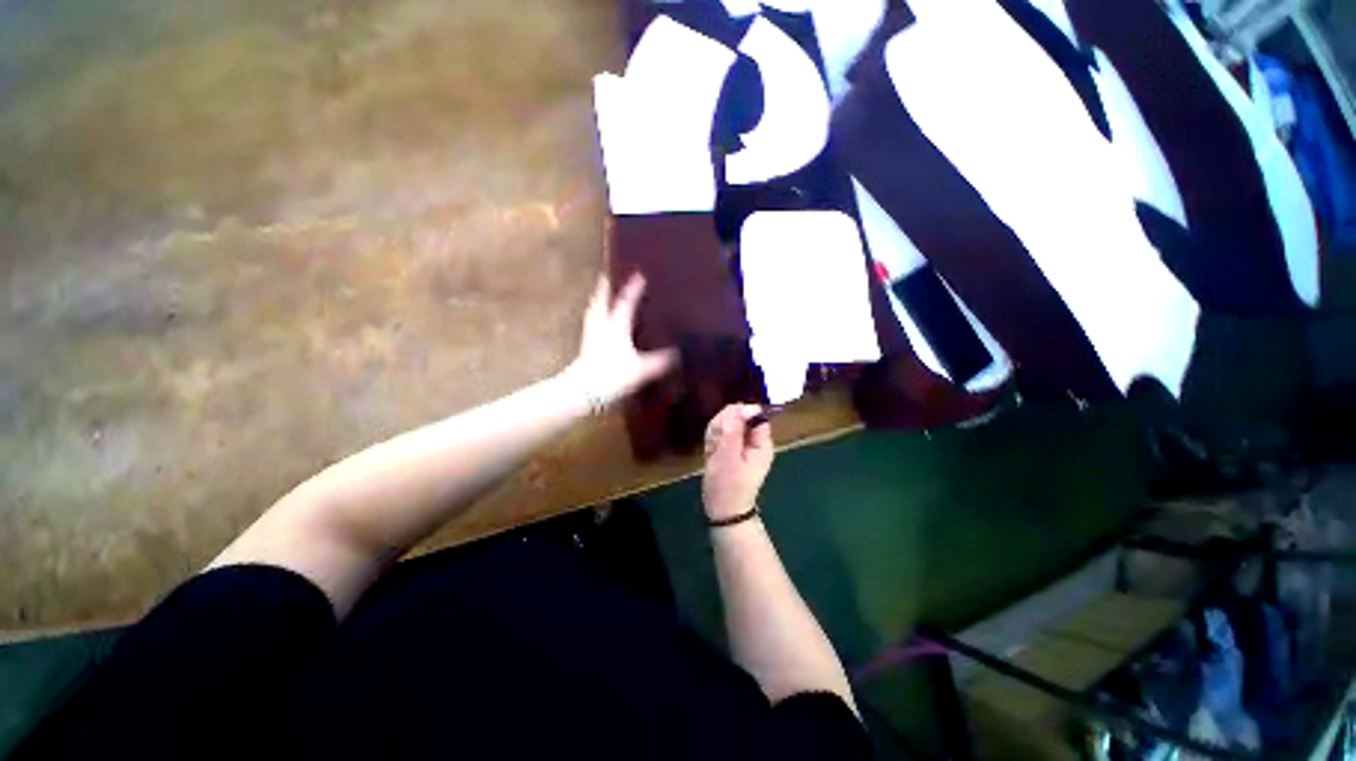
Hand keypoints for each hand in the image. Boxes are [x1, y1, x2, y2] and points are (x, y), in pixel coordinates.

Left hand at [563, 274, 677, 408]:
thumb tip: (676, 354)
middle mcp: (601, 325)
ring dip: (598, 301)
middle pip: (602, 301)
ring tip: (602, 295)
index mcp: (616, 325)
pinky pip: (592, 324)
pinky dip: (596, 318)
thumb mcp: (641, 369)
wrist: (582, 391)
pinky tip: (600, 325)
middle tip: (609, 277)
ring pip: (594, 312)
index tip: (639, 275)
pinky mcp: (586, 348)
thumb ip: (659, 361)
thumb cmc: (612, 375)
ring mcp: (591, 336)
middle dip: (606, 288)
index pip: (625, 301)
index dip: (633, 289)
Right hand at [702, 404, 774, 521]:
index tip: (724, 428)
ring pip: (725, 423)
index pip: (753, 413)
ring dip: (715, 434)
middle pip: (738, 416)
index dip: (737, 414)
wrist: (722, 511)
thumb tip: (739, 406)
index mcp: (761, 441)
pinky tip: (710, 453)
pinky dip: (712, 441)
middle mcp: (753, 440)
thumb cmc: (728, 486)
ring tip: (712, 452)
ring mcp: (741, 444)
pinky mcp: (729, 448)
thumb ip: (733, 430)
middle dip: (722, 426)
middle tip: (716, 445)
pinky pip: (719, 434)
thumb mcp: (728, 457)